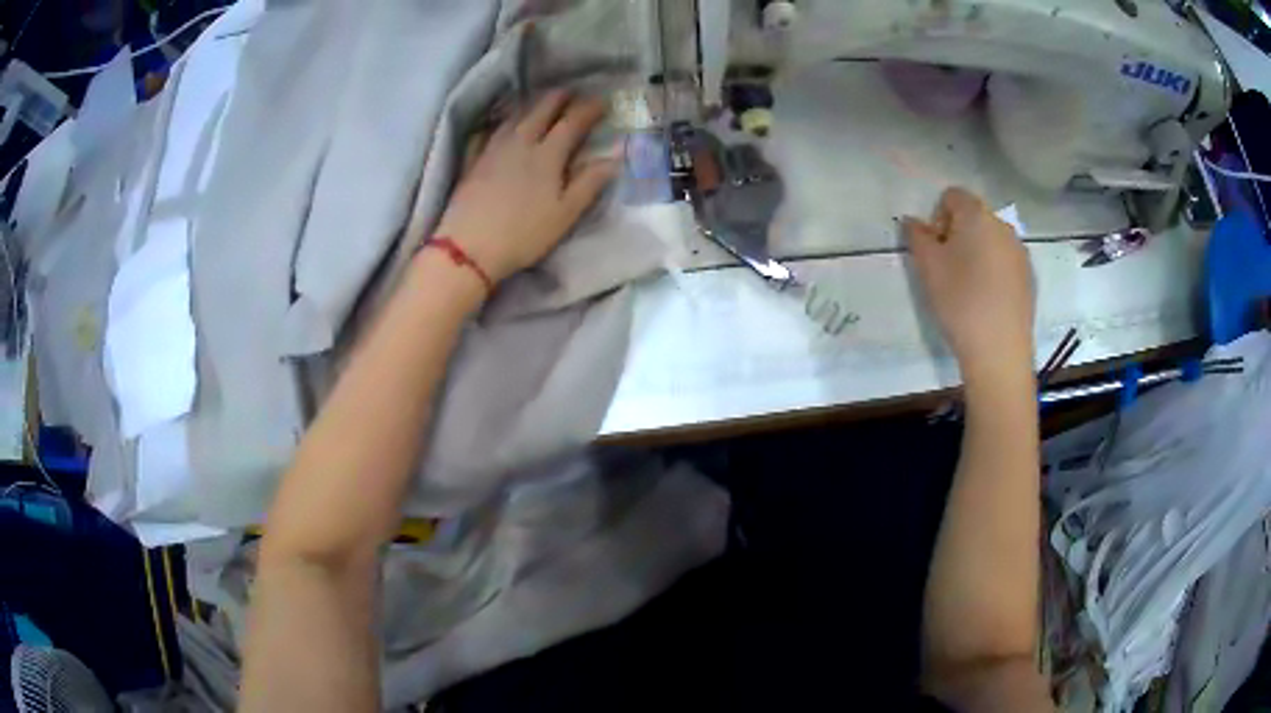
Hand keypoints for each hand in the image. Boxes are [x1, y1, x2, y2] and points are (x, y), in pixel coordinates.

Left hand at [432, 90, 618, 285]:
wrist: (468, 247)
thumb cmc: (523, 234)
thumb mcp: (565, 214)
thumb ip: (590, 183)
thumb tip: (615, 157)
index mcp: (547, 155)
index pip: (572, 122)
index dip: (589, 109)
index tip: (603, 101)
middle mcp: (521, 143)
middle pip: (541, 111)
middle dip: (559, 98)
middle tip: (571, 92)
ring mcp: (493, 150)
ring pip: (514, 118)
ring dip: (531, 106)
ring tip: (540, 103)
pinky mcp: (474, 162)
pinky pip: (488, 133)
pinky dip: (499, 124)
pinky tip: (499, 125)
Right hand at [904, 188, 1035, 379]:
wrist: (1000, 350)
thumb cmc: (960, 302)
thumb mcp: (927, 267)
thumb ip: (917, 236)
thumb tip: (913, 221)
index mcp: (977, 215)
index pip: (952, 196)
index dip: (938, 217)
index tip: (935, 249)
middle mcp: (1002, 225)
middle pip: (974, 216)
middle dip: (958, 234)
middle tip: (948, 269)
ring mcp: (1020, 252)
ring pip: (991, 239)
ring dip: (976, 252)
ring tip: (968, 287)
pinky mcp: (1029, 277)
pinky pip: (1005, 261)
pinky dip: (993, 270)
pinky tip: (986, 300)